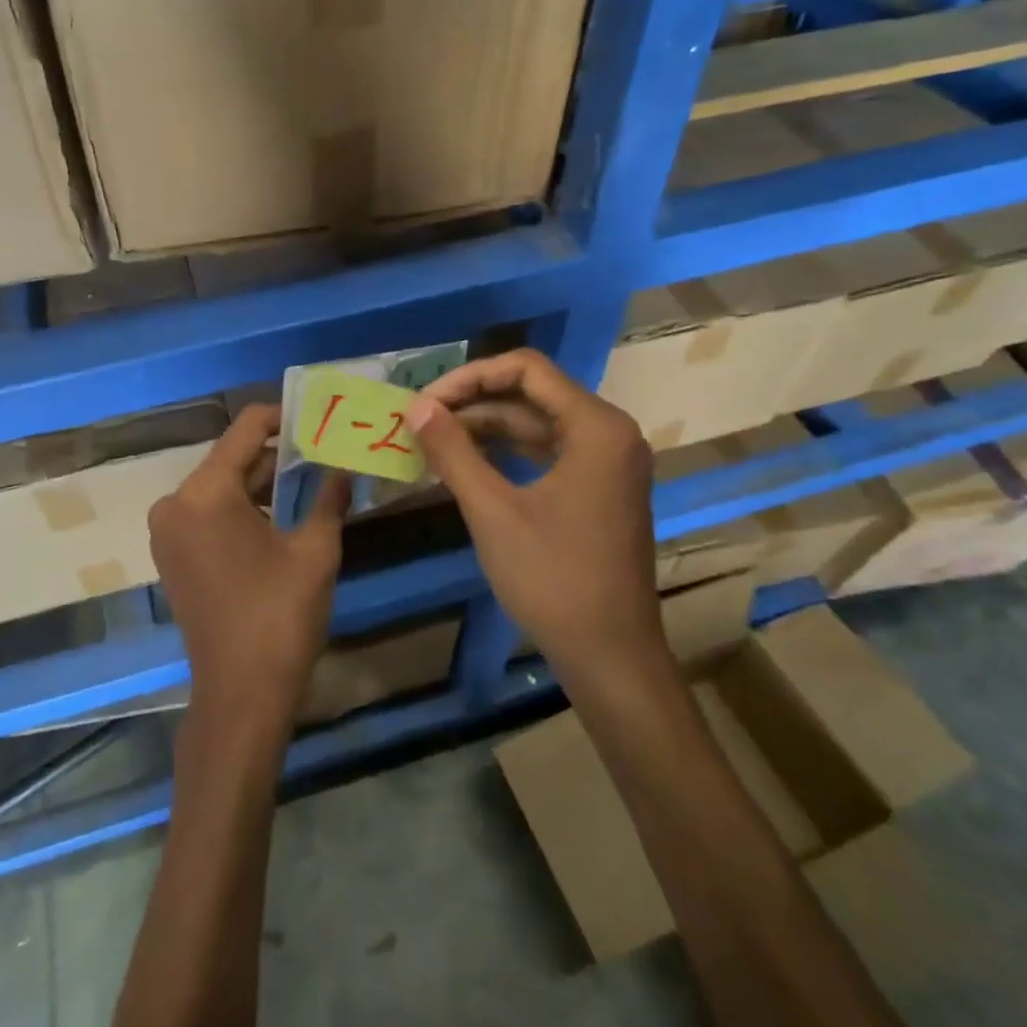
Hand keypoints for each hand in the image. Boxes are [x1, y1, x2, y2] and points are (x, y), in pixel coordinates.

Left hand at [148, 404, 350, 731]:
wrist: (239, 695)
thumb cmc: (279, 617)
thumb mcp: (315, 551)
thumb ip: (329, 497)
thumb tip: (345, 466)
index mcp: (205, 492)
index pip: (246, 429)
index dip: (283, 416)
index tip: (317, 416)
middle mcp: (175, 502)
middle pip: (231, 458)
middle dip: (276, 453)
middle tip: (322, 447)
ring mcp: (168, 530)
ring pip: (220, 486)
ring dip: (260, 482)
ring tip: (309, 476)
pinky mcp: (171, 554)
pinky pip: (208, 512)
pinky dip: (241, 507)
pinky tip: (279, 512)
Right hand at [402, 348, 662, 670]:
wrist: (611, 657)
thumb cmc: (554, 580)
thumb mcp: (493, 511)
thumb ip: (453, 451)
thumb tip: (415, 406)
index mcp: (596, 427)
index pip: (526, 369)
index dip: (469, 377)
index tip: (425, 401)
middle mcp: (609, 433)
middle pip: (532, 393)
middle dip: (473, 402)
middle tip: (421, 420)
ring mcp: (608, 462)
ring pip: (537, 423)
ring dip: (486, 427)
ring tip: (433, 440)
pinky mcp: (599, 488)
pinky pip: (548, 452)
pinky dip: (507, 452)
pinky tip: (467, 462)